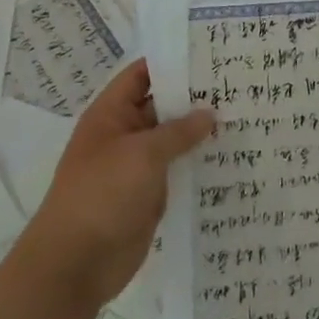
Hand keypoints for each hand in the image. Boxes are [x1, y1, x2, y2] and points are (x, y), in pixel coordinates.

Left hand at [25, 60, 213, 310]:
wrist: (75, 265)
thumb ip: (179, 131)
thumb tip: (210, 113)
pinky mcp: (148, 194)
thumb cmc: (103, 194)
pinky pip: (176, 170)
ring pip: (172, 140)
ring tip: (243, 115)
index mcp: (111, 114)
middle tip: (237, 83)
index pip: (142, 75)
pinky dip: (197, 163)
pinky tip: (230, 156)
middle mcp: (124, 135)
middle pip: (161, 105)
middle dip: (194, 97)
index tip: (209, 53)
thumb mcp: (143, 154)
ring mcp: (135, 166)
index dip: (172, 62)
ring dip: (200, 132)